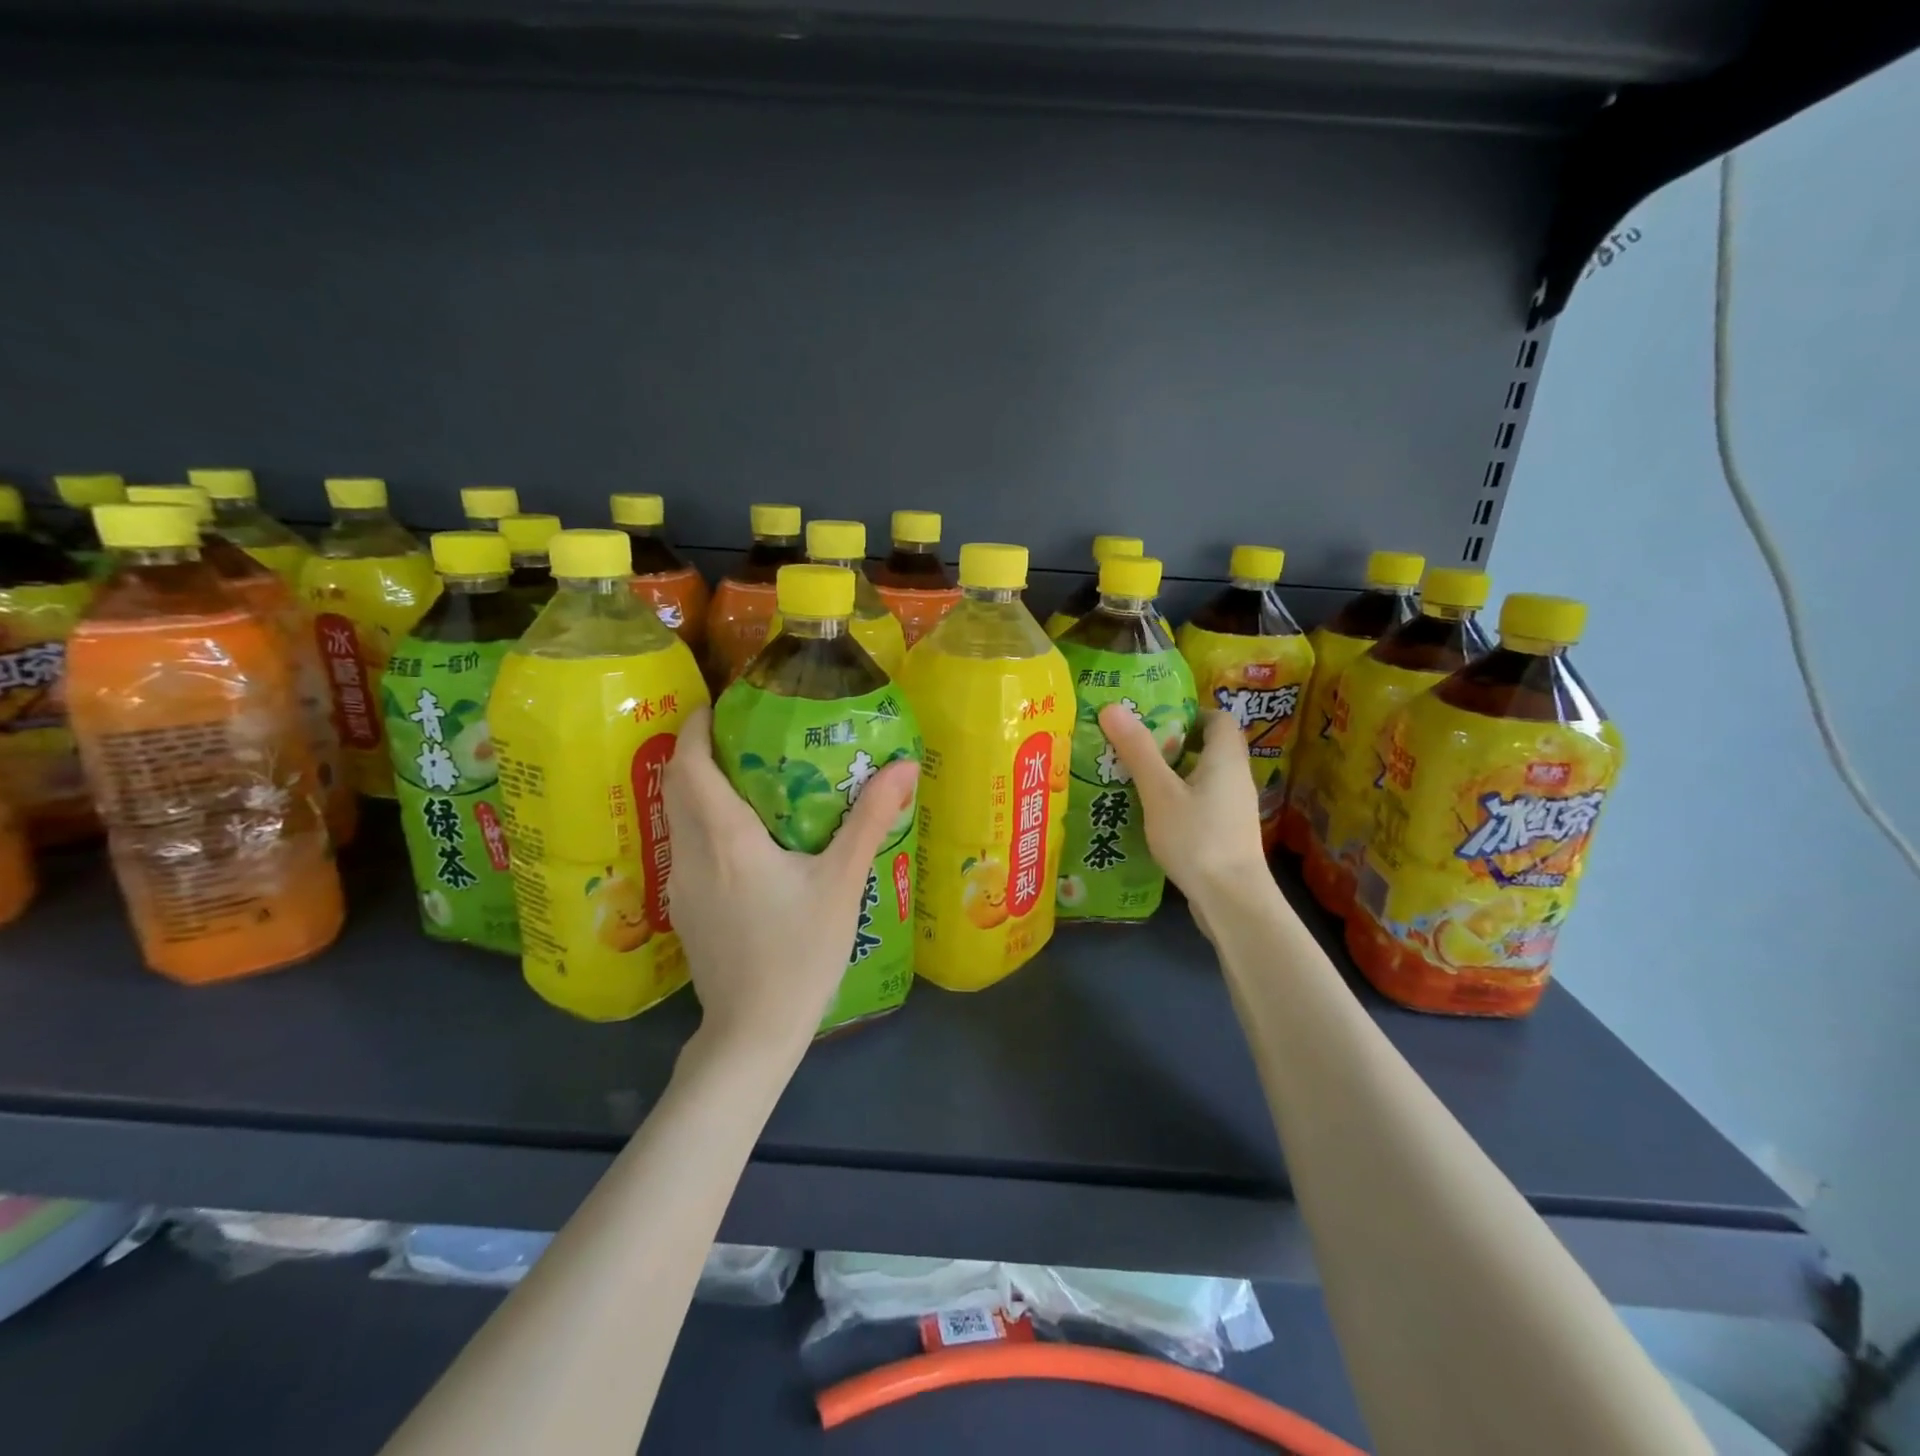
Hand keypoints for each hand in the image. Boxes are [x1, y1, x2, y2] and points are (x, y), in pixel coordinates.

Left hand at [663, 706, 919, 1062]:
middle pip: (678, 785)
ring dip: (701, 787)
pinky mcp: (685, 909)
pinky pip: (687, 846)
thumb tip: (905, 765)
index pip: (690, 764)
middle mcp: (692, 853)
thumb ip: (870, 820)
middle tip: (741, 733)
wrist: (753, 1032)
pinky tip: (745, 837)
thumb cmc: (800, 953)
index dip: (696, 727)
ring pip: (679, 817)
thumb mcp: (842, 883)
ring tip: (746, 776)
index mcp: (725, 838)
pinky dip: (705, 822)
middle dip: (699, 750)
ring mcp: (682, 884)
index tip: (720, 704)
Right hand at [1096, 705, 1267, 929]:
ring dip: (1173, 774)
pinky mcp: (1227, 834)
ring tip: (1135, 780)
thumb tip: (1113, 706)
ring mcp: (1234, 808)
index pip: (1217, 718)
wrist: (1232, 900)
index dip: (1188, 713)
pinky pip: (1202, 803)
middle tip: (1135, 748)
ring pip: (1203, 777)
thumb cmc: (1197, 838)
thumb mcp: (1159, 792)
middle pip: (1209, 747)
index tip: (1154, 721)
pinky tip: (1152, 815)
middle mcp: (1236, 778)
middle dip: (1173, 744)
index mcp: (1225, 758)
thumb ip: (1138, 750)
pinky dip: (1179, 801)